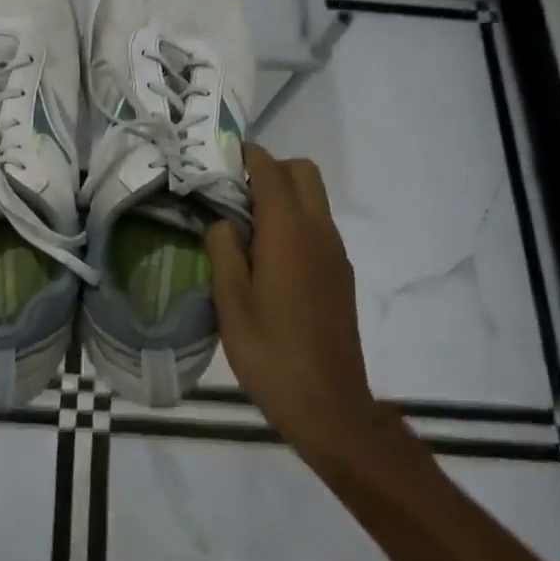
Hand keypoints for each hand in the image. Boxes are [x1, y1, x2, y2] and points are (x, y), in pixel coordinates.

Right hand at [206, 143, 377, 453]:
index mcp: (289, 232)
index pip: (271, 170)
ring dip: (283, 195)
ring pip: (314, 198)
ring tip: (245, 225)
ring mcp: (335, 253)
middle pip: (302, 172)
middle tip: (233, 193)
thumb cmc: (270, 352)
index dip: (246, 155)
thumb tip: (221, 222)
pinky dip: (294, 220)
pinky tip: (268, 256)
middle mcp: (319, 232)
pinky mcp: (341, 274)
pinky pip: (318, 226)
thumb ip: (223, 249)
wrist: (328, 405)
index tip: (218, 157)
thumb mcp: (230, 301)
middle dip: (269, 169)